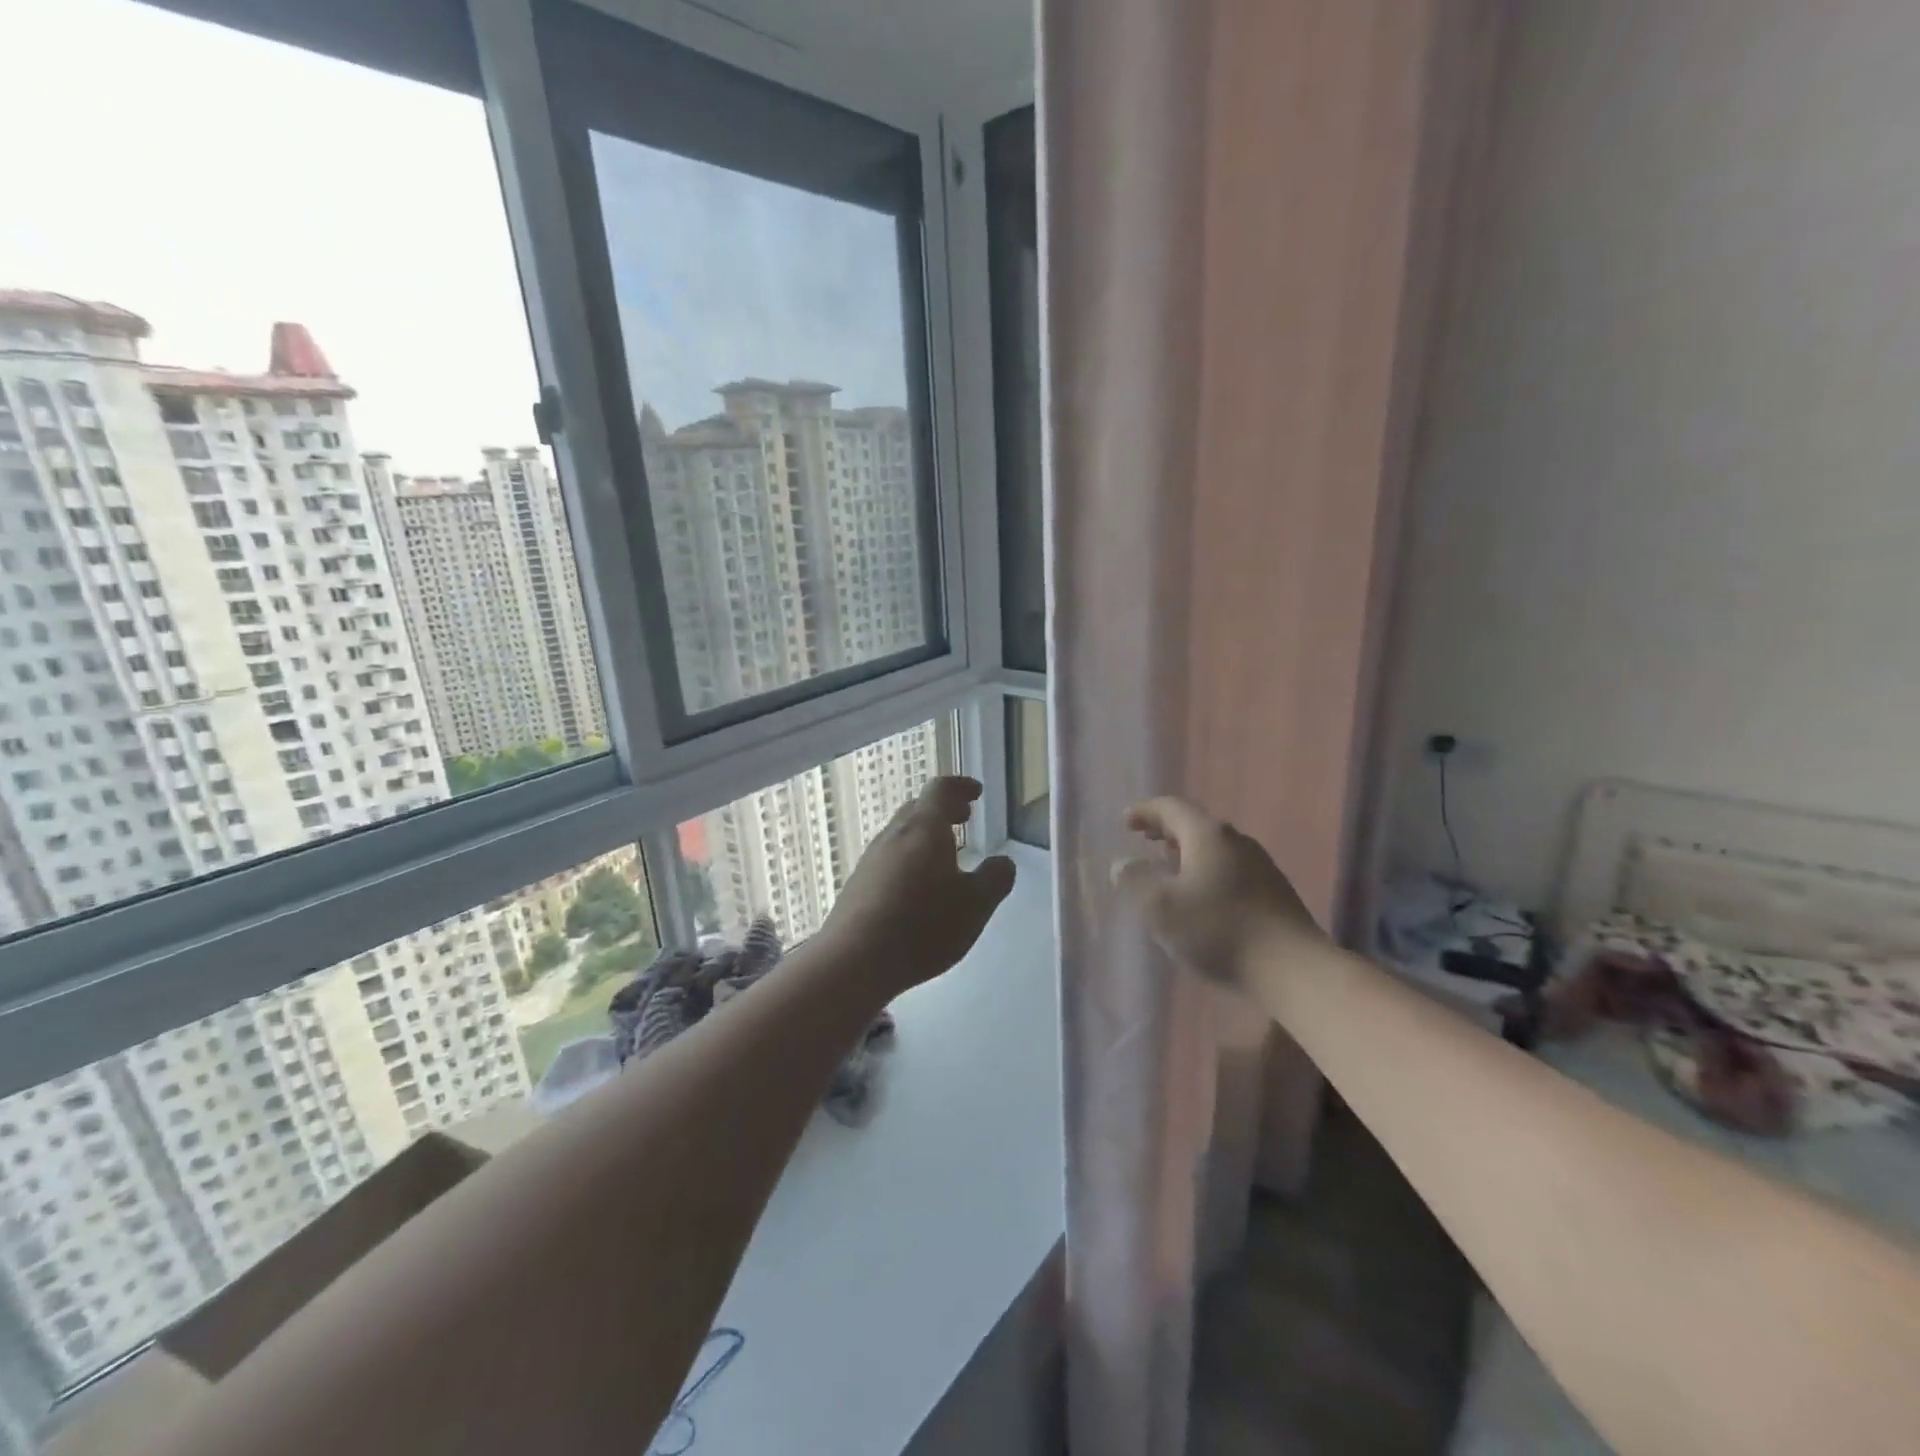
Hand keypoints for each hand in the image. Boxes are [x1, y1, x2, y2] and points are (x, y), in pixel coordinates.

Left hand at [820, 776, 1017, 996]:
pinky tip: (917, 888)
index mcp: (924, 828)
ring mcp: (871, 860)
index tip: (976, 792)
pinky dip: (909, 860)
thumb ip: (995, 879)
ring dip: (924, 836)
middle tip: (964, 818)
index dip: (960, 786)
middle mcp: (893, 835)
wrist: (853, 961)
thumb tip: (1003, 862)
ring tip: (944, 855)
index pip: (941, 790)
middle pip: (918, 809)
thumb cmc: (922, 925)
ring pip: (901, 835)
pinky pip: (889, 860)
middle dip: (943, 810)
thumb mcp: (975, 905)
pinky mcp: (858, 886)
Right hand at [1113, 797, 1323, 988]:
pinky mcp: (1273, 893)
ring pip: (1214, 848)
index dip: (1145, 811)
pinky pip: (1229, 869)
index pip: (1171, 808)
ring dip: (1186, 852)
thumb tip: (1123, 864)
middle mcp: (1236, 841)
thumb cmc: (1219, 930)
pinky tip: (1200, 897)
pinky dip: (1206, 871)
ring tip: (1167, 868)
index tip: (1125, 822)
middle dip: (1165, 830)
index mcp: (1207, 835)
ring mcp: (1260, 866)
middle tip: (1143, 839)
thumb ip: (1135, 880)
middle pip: (1195, 824)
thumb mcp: (1161, 907)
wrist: (1294, 969)